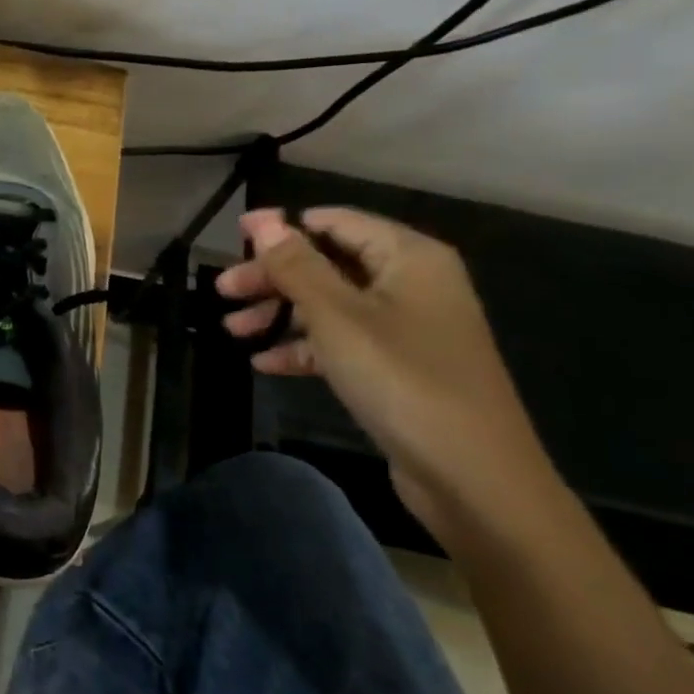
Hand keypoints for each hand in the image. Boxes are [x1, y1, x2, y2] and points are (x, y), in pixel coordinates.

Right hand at [215, 207, 558, 538]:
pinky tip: (264, 363)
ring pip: (330, 305)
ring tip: (232, 331)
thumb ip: (295, 265)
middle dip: (273, 276)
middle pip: (329, 263)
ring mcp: (406, 327)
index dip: (283, 227)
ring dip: (280, 313)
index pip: (336, 222)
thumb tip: (261, 219)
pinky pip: (342, 342)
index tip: (233, 236)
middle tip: (223, 291)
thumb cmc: (401, 378)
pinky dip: (304, 347)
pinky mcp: (397, 366)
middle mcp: (411, 283)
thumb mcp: (337, 316)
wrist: (470, 474)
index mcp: (409, 257)